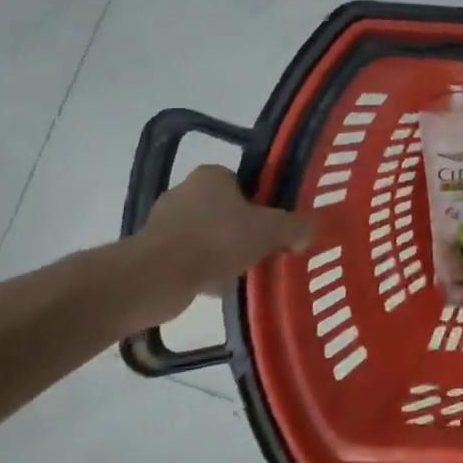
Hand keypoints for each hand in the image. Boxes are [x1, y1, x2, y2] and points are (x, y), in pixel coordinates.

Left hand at [126, 165, 321, 324]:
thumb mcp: (271, 230)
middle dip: (244, 230)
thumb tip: (310, 229)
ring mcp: (164, 222)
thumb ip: (295, 226)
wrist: (156, 278)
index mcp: (212, 175)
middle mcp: (185, 191)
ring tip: (244, 273)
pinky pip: (189, 258)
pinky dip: (204, 270)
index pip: (245, 183)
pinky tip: (219, 288)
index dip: (263, 203)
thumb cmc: (218, 240)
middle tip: (265, 250)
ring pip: (208, 236)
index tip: (275, 225)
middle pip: (227, 210)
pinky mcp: (151, 252)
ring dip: (224, 253)